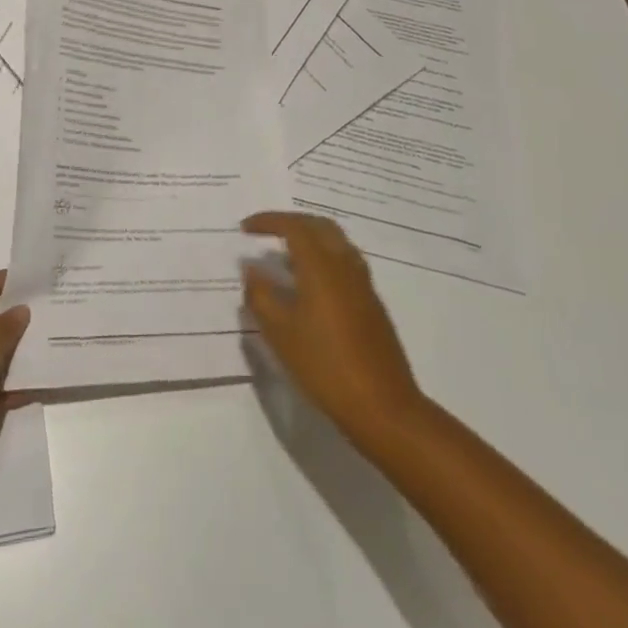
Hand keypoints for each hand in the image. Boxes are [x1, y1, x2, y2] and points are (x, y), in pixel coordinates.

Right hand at [242, 212, 421, 442]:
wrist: (383, 406)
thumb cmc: (324, 365)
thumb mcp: (280, 333)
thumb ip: (260, 294)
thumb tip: (251, 268)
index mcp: (321, 266)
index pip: (293, 226)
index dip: (268, 221)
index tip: (245, 228)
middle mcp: (345, 265)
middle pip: (319, 225)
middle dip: (291, 222)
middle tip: (266, 232)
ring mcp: (363, 284)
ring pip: (336, 242)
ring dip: (310, 238)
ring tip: (285, 257)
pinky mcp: (372, 303)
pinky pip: (345, 262)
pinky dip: (323, 258)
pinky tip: (309, 285)